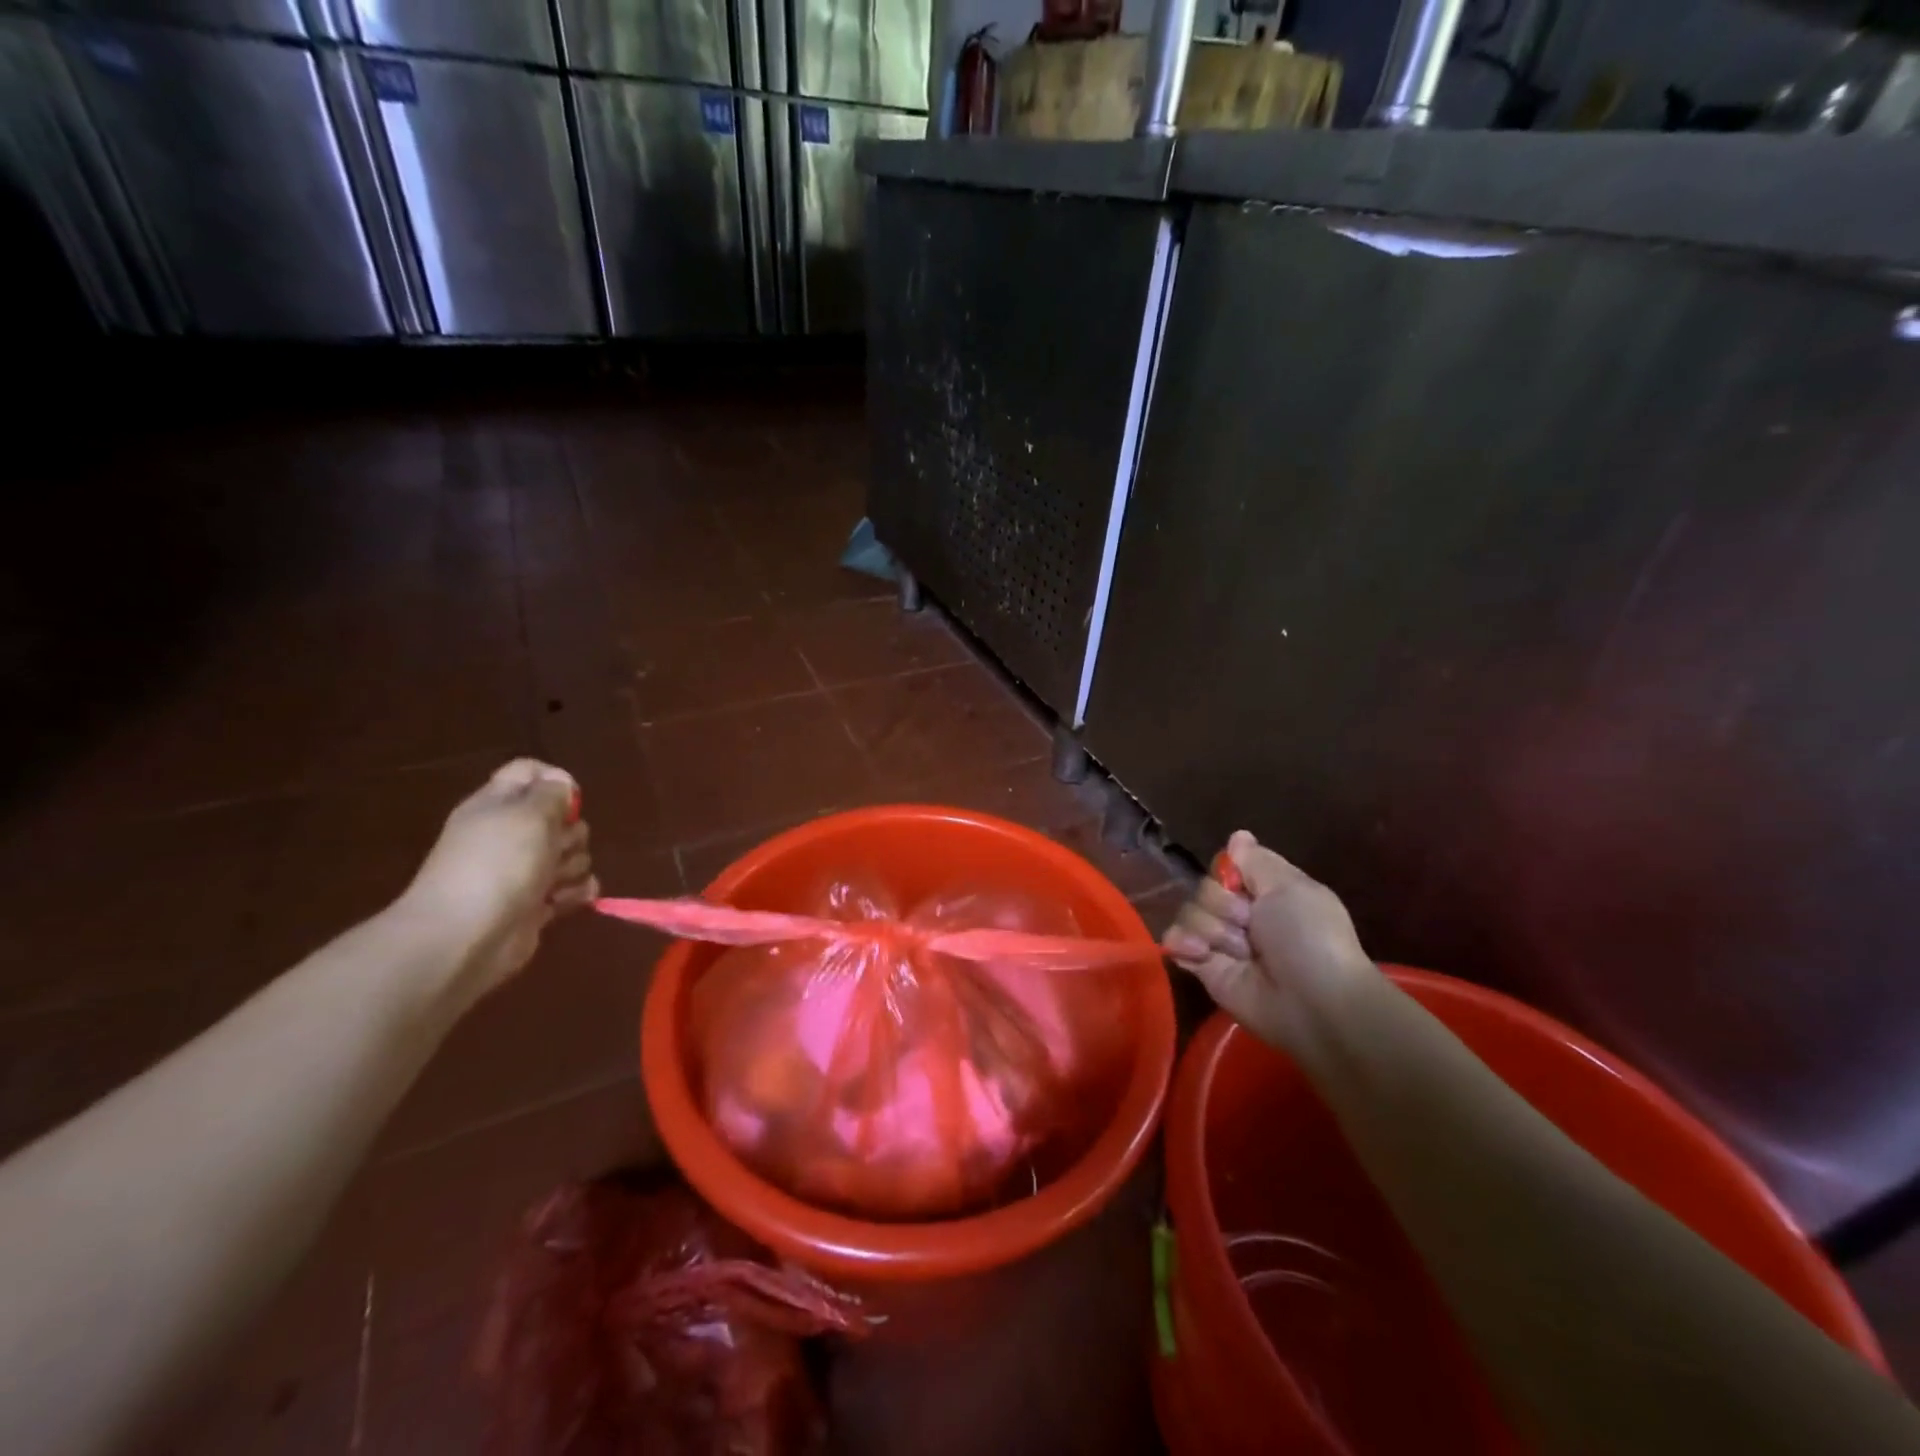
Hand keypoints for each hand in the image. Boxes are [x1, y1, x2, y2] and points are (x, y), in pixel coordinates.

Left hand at [397, 760, 597, 1005]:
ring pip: (571, 854)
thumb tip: (562, 786)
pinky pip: (571, 888)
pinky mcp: (535, 904)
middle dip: (571, 832)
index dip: (556, 779)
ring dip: (574, 866)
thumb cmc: (497, 865)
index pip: (530, 772)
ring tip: (556, 882)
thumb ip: (552, 793)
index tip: (571, 799)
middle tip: (557, 847)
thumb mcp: (530, 814)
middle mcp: (509, 834)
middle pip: (560, 818)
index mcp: (498, 805)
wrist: (465, 937)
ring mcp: (522, 871)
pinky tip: (569, 899)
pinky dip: (576, 893)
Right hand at [1162, 830, 1376, 1059]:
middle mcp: (1241, 914)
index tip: (1240, 884)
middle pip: (1204, 889)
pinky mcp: (1204, 969)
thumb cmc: (1308, 937)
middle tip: (1248, 925)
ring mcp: (1221, 942)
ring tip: (1237, 951)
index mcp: (1266, 891)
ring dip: (1211, 929)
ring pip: (1189, 914)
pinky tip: (1201, 953)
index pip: (1226, 867)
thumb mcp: (1290, 887)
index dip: (1227, 873)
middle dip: (1222, 904)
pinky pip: (1176, 943)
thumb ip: (1256, 861)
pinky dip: (1183, 943)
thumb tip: (1238, 836)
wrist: (1312, 1002)